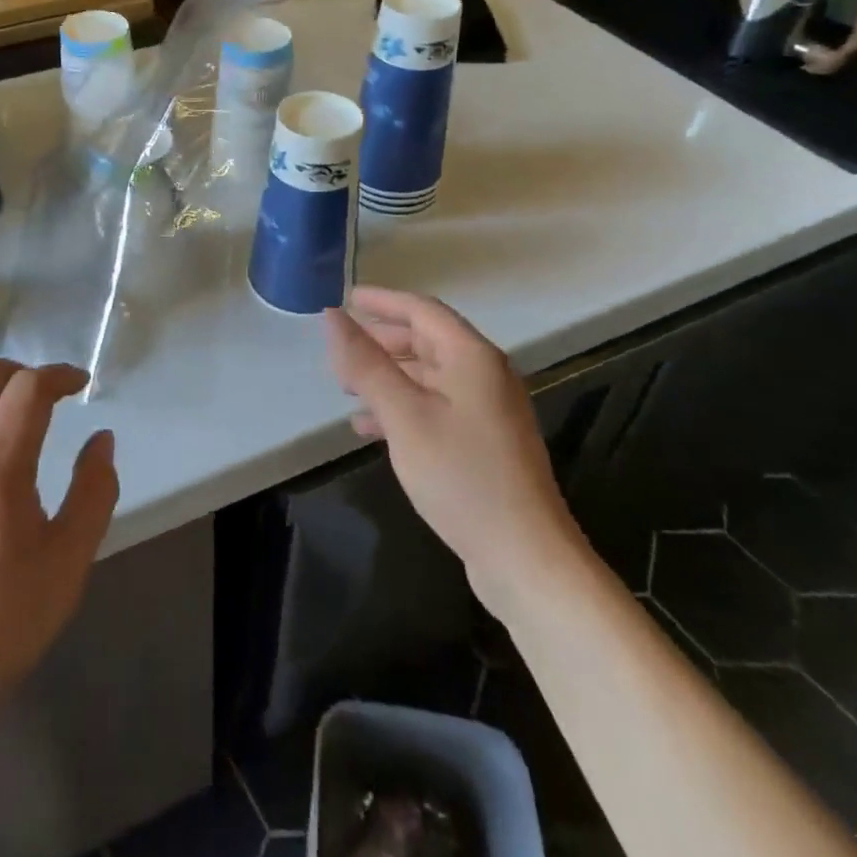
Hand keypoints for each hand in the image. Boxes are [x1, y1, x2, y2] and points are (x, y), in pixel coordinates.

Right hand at [323, 287, 586, 614]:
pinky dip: (403, 407)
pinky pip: (436, 406)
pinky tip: (371, 428)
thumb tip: (332, 316)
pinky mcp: (485, 442)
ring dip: (387, 376)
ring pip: (429, 375)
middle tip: (340, 350)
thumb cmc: (461, 475)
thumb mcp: (403, 415)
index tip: (345, 299)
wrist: (525, 557)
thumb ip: (365, 363)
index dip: (382, 301)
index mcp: (471, 356)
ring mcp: (488, 410)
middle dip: (381, 341)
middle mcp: (485, 374)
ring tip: (347, 388)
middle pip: (427, 340)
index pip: (421, 310)